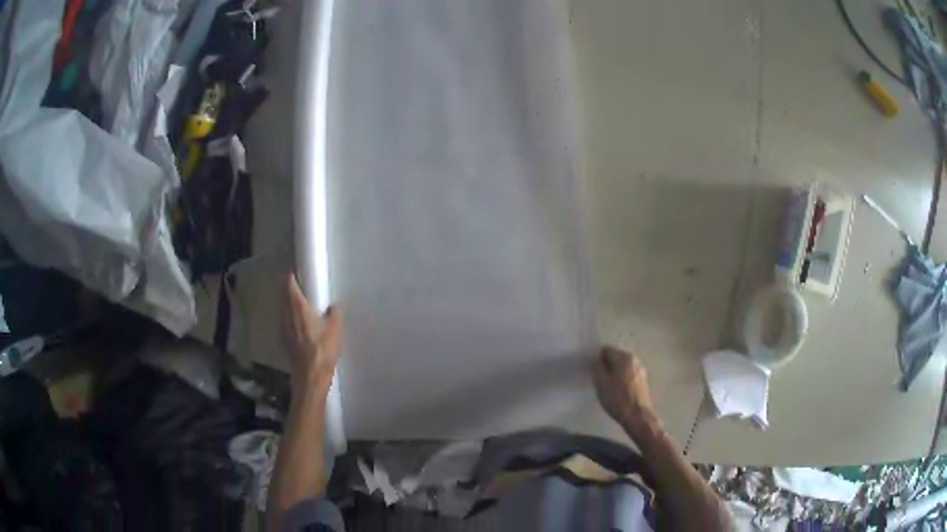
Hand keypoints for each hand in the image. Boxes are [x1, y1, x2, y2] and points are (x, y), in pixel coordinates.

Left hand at [287, 274, 341, 393]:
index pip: (290, 285)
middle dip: (292, 291)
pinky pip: (287, 324)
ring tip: (302, 307)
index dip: (292, 277)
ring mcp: (284, 329)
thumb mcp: (336, 328)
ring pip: (285, 311)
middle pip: (286, 297)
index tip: (296, 272)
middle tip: (303, 288)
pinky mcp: (285, 341)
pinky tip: (301, 327)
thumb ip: (335, 313)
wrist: (311, 375)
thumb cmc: (323, 349)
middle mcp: (287, 315)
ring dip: (291, 307)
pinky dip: (292, 321)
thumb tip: (334, 305)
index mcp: (298, 307)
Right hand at [592, 346, 660, 436]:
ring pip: (622, 367)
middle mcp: (634, 360)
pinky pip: (628, 375)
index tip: (592, 370)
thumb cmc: (618, 399)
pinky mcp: (643, 381)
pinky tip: (617, 392)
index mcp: (624, 358)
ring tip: (607, 387)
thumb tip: (596, 361)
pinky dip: (621, 379)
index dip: (597, 359)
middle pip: (616, 357)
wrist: (638, 417)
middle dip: (606, 366)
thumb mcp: (601, 384)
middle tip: (598, 379)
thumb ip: (597, 369)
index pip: (606, 350)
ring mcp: (640, 371)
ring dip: (614, 373)